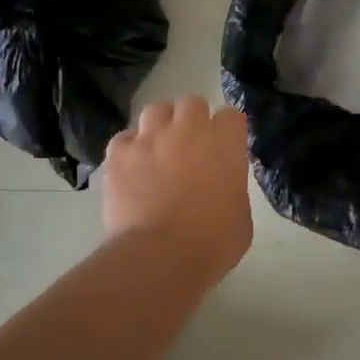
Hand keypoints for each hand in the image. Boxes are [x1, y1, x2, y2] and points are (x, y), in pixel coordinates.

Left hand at [102, 96, 253, 283]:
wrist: (160, 256)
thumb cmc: (211, 243)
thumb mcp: (240, 216)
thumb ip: (232, 188)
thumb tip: (221, 185)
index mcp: (224, 143)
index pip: (231, 116)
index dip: (227, 131)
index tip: (225, 148)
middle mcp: (188, 129)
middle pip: (191, 103)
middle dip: (192, 120)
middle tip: (190, 147)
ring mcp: (149, 137)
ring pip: (155, 111)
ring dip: (160, 127)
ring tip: (158, 151)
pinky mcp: (118, 153)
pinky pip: (124, 139)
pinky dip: (129, 150)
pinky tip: (131, 169)